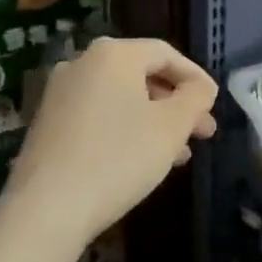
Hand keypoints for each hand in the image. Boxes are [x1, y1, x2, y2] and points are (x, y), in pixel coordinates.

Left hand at [4, 37, 217, 245]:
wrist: (47, 207)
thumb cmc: (118, 158)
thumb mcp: (171, 127)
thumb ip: (195, 98)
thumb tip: (201, 87)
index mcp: (112, 54)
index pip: (165, 53)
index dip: (195, 77)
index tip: (214, 105)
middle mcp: (82, 63)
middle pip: (142, 75)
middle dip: (176, 104)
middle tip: (203, 133)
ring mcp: (60, 93)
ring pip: (121, 98)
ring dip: (154, 121)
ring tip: (179, 155)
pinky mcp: (48, 122)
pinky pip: (99, 115)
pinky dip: (126, 129)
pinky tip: (142, 160)